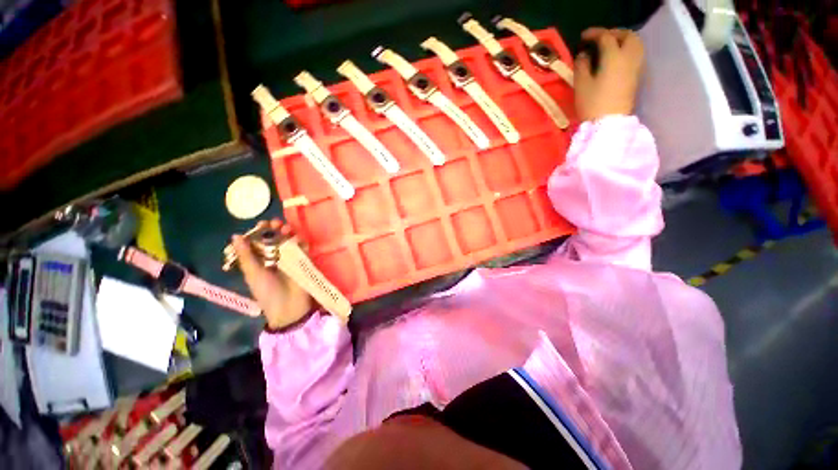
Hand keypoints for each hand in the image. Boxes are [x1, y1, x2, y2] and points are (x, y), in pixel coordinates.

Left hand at [232, 220, 311, 329]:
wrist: (289, 307)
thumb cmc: (267, 292)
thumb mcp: (253, 274)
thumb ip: (246, 256)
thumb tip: (235, 235)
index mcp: (259, 261)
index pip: (259, 242)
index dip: (260, 231)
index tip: (263, 223)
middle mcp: (274, 257)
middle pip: (275, 239)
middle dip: (275, 229)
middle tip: (277, 223)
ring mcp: (290, 259)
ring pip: (289, 241)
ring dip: (288, 233)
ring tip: (287, 229)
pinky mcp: (304, 261)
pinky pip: (303, 248)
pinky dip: (301, 242)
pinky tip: (299, 238)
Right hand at [574, 28, 644, 121]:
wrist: (608, 124)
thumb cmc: (592, 104)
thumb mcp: (581, 85)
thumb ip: (581, 66)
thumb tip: (583, 55)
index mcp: (614, 57)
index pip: (606, 37)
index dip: (594, 34)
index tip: (583, 37)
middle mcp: (629, 58)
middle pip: (628, 36)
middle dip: (614, 33)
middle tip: (601, 39)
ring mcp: (635, 67)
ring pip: (636, 44)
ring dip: (624, 40)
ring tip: (610, 47)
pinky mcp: (636, 77)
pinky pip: (636, 55)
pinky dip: (627, 50)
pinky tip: (617, 58)